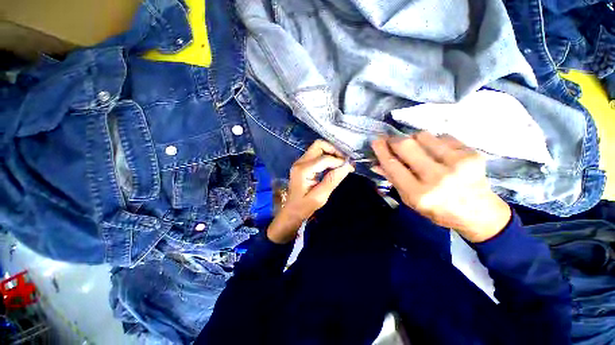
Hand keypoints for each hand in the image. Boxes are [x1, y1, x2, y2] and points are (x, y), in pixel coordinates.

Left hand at [267, 140, 354, 243]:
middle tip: (344, 162)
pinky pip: (316, 154)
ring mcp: (300, 162)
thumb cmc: (304, 206)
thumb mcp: (321, 196)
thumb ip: (333, 179)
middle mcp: (300, 162)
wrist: (291, 211)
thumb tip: (347, 166)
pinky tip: (332, 166)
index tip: (350, 167)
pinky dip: (326, 157)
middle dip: (334, 151)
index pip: (325, 158)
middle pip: (319, 145)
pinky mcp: (302, 164)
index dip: (339, 161)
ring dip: (330, 153)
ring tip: (340, 164)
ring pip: (318, 148)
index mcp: (303, 170)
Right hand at [371, 132, 510, 242]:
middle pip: (406, 145)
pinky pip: (442, 136)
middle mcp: (437, 177)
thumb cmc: (438, 209)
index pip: (393, 165)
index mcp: (419, 193)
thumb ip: (393, 180)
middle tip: (392, 141)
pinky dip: (434, 141)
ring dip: (414, 139)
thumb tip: (376, 163)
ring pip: (423, 135)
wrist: (480, 213)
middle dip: (394, 140)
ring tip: (418, 149)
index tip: (376, 141)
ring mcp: (457, 163)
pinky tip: (438, 152)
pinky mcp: (472, 153)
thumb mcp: (410, 200)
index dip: (381, 150)